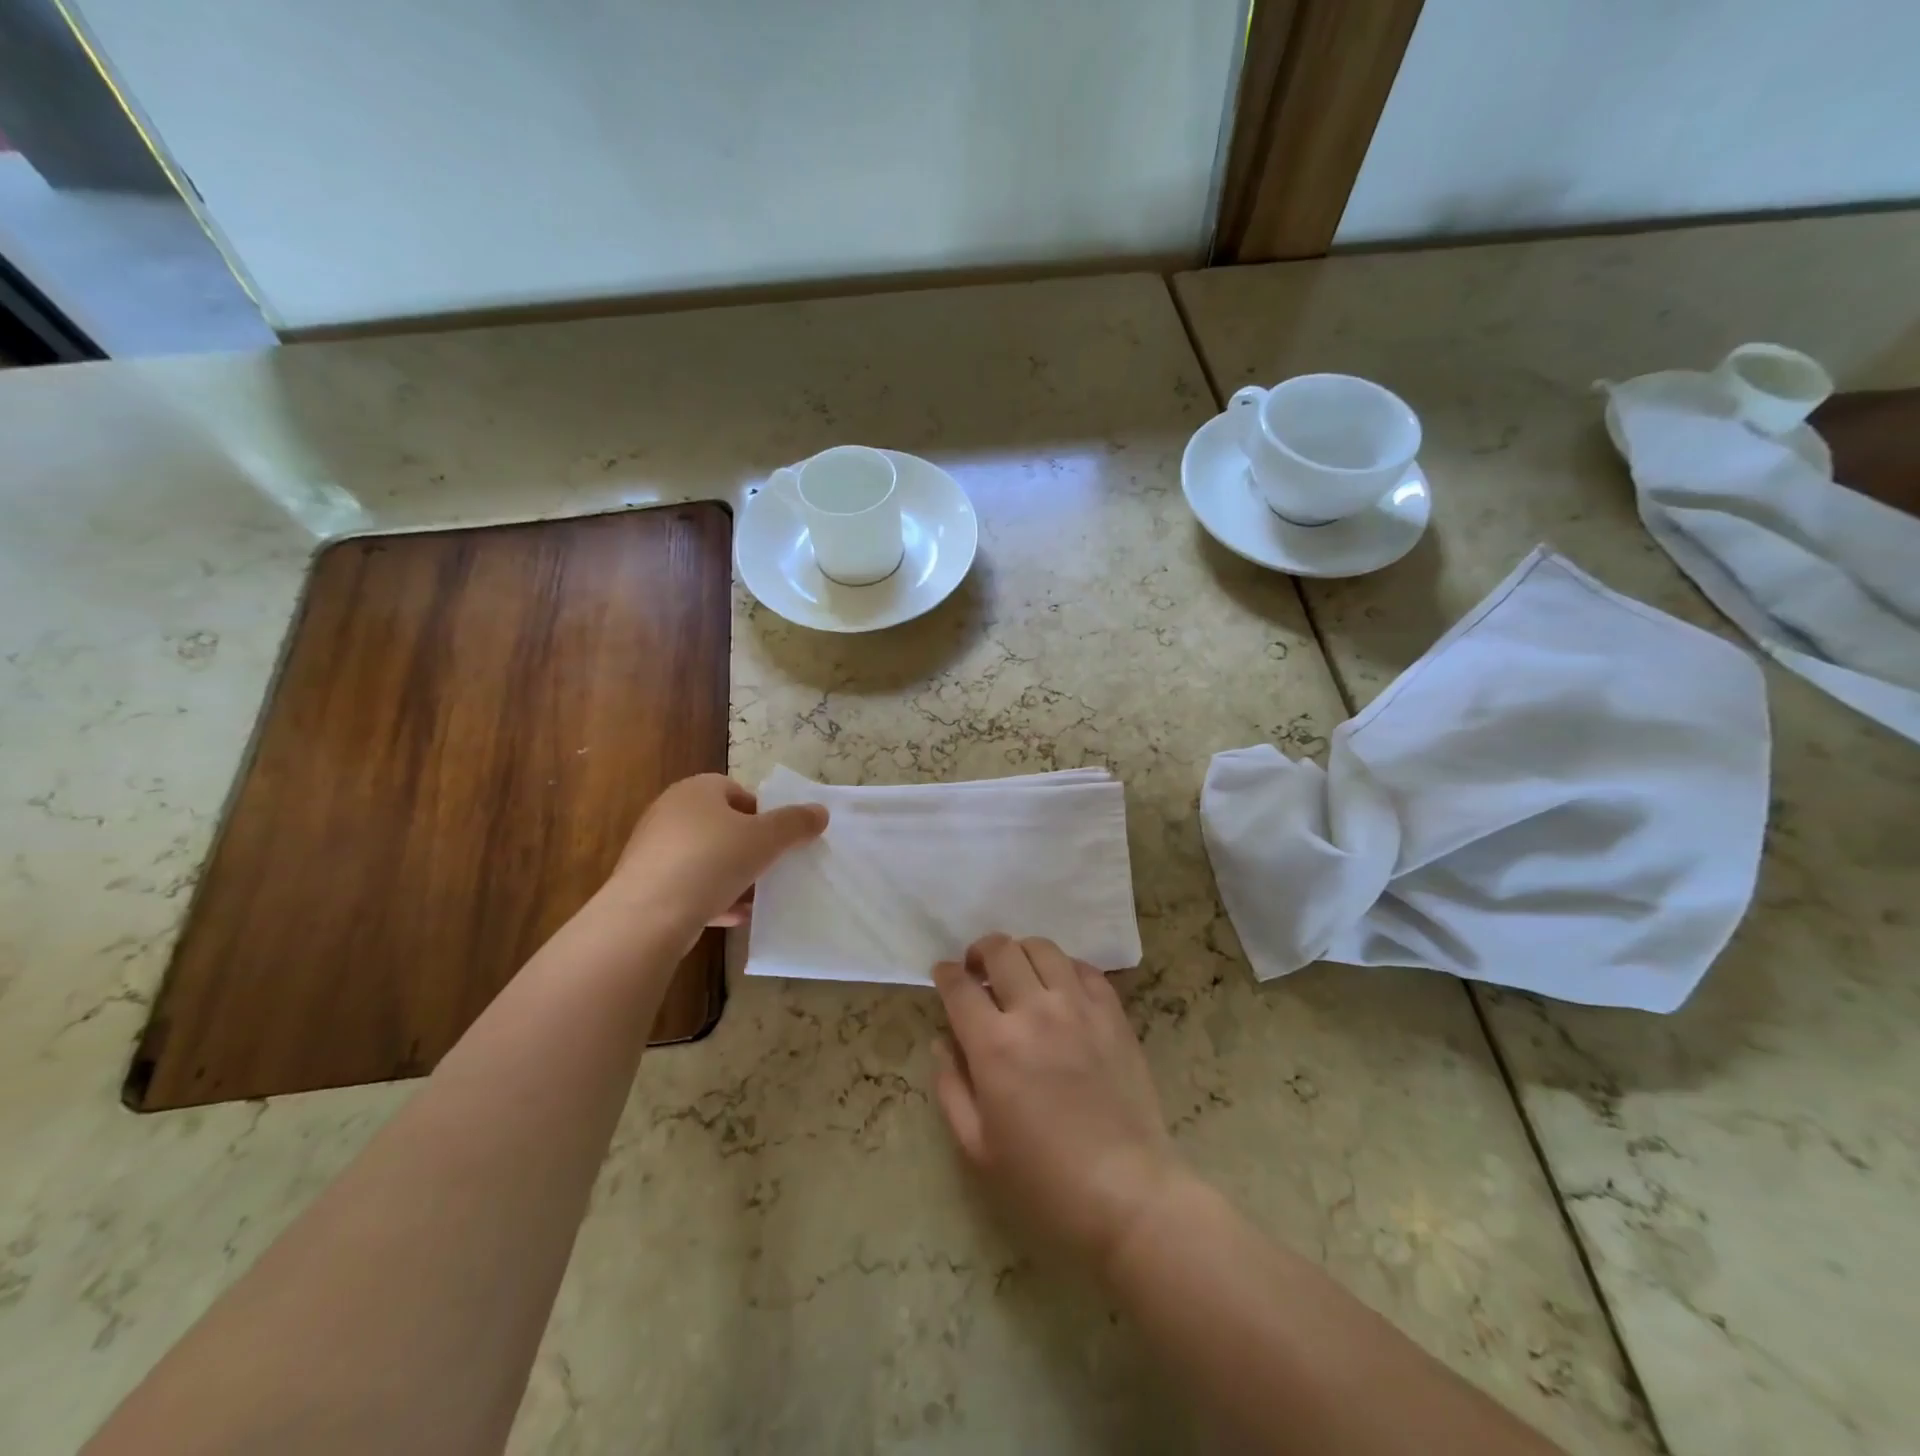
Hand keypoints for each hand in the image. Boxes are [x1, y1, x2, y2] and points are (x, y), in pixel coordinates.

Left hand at [604, 773, 827, 935]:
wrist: (647, 915)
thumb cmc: (711, 861)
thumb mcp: (765, 839)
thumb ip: (795, 823)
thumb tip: (820, 812)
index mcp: (697, 790)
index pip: (736, 790)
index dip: (761, 812)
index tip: (777, 838)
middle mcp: (670, 812)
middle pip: (721, 824)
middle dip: (748, 846)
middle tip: (770, 865)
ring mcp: (654, 849)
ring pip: (705, 858)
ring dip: (732, 875)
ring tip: (757, 895)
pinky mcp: (645, 884)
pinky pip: (688, 886)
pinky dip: (712, 897)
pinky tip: (734, 916)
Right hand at [931, 934, 1187, 1277]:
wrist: (1125, 1192)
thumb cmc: (1043, 1180)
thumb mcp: (977, 1146)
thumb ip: (951, 1086)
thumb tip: (943, 1041)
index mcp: (994, 1046)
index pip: (959, 987)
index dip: (944, 974)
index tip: (942, 974)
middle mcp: (1034, 1012)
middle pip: (1000, 950)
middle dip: (980, 951)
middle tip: (977, 969)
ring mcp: (1079, 1008)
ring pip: (1043, 949)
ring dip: (1021, 953)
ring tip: (1018, 972)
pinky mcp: (1113, 1014)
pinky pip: (1085, 969)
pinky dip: (1064, 968)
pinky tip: (1060, 987)